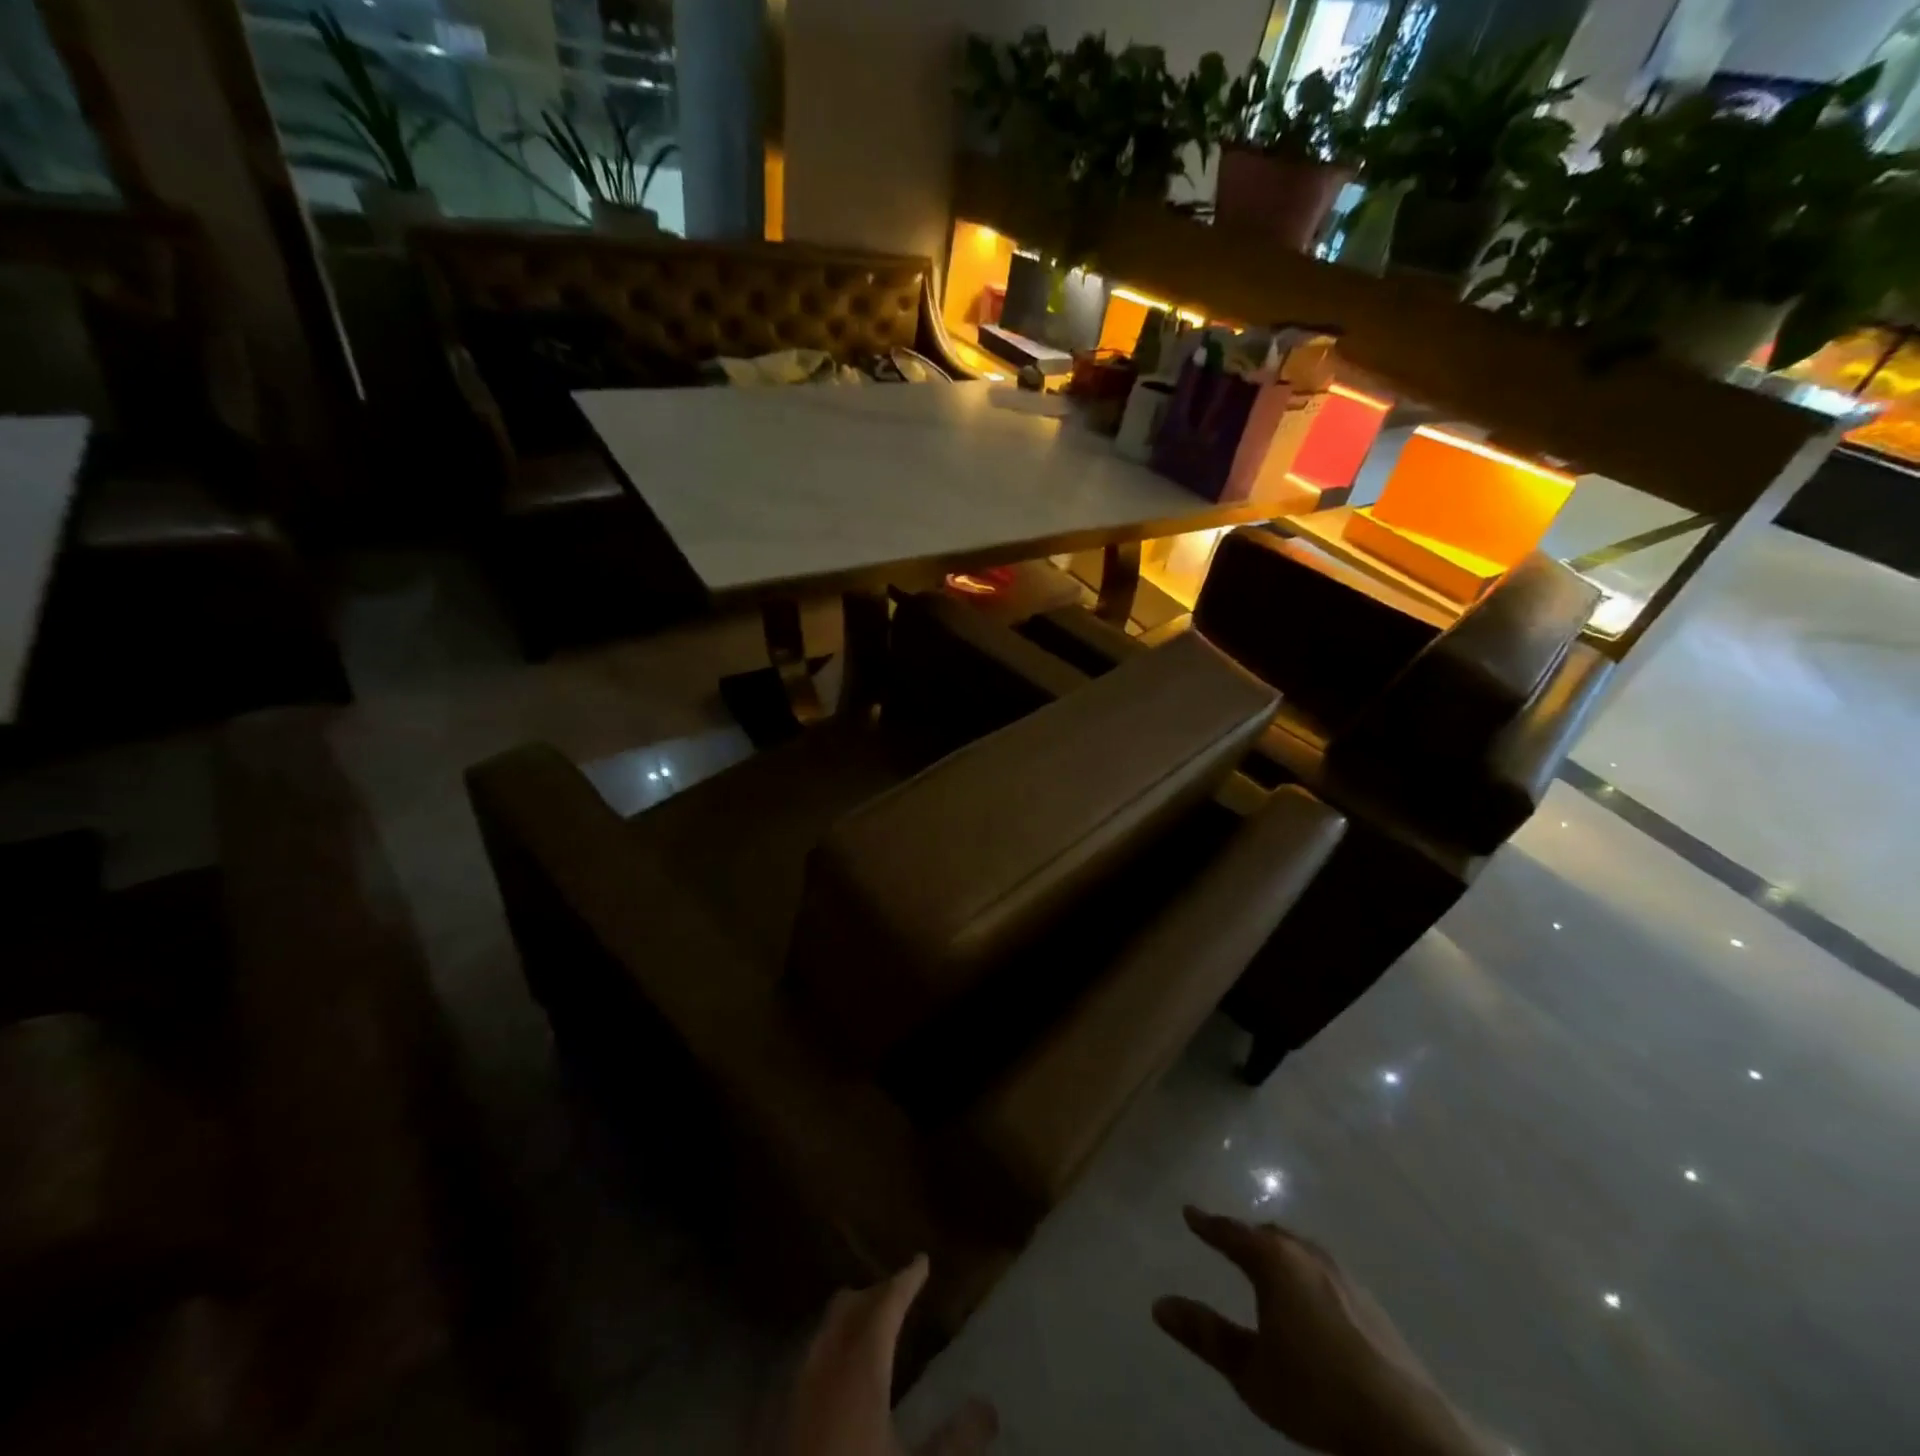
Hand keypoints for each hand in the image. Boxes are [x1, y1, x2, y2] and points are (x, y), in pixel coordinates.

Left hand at [778, 1254, 997, 1455]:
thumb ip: (956, 1440)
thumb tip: (988, 1406)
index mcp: (861, 1366)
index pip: (886, 1303)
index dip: (906, 1279)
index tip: (922, 1261)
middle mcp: (827, 1363)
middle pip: (850, 1306)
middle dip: (877, 1292)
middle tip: (902, 1290)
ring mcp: (799, 1387)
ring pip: (827, 1329)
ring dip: (852, 1318)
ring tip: (874, 1326)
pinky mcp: (784, 1414)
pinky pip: (812, 1357)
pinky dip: (833, 1346)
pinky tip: (844, 1372)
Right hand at [1154, 1208, 1490, 1455]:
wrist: (1405, 1428)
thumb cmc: (1316, 1392)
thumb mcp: (1250, 1371)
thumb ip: (1205, 1335)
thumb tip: (1159, 1305)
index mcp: (1273, 1261)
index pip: (1231, 1232)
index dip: (1207, 1224)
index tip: (1189, 1212)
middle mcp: (1306, 1254)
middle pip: (1268, 1234)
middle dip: (1245, 1235)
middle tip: (1226, 1240)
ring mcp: (1343, 1276)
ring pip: (1299, 1249)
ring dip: (1278, 1252)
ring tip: (1266, 1265)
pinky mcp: (1370, 1303)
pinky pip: (1323, 1270)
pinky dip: (1305, 1271)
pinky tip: (1309, 1297)